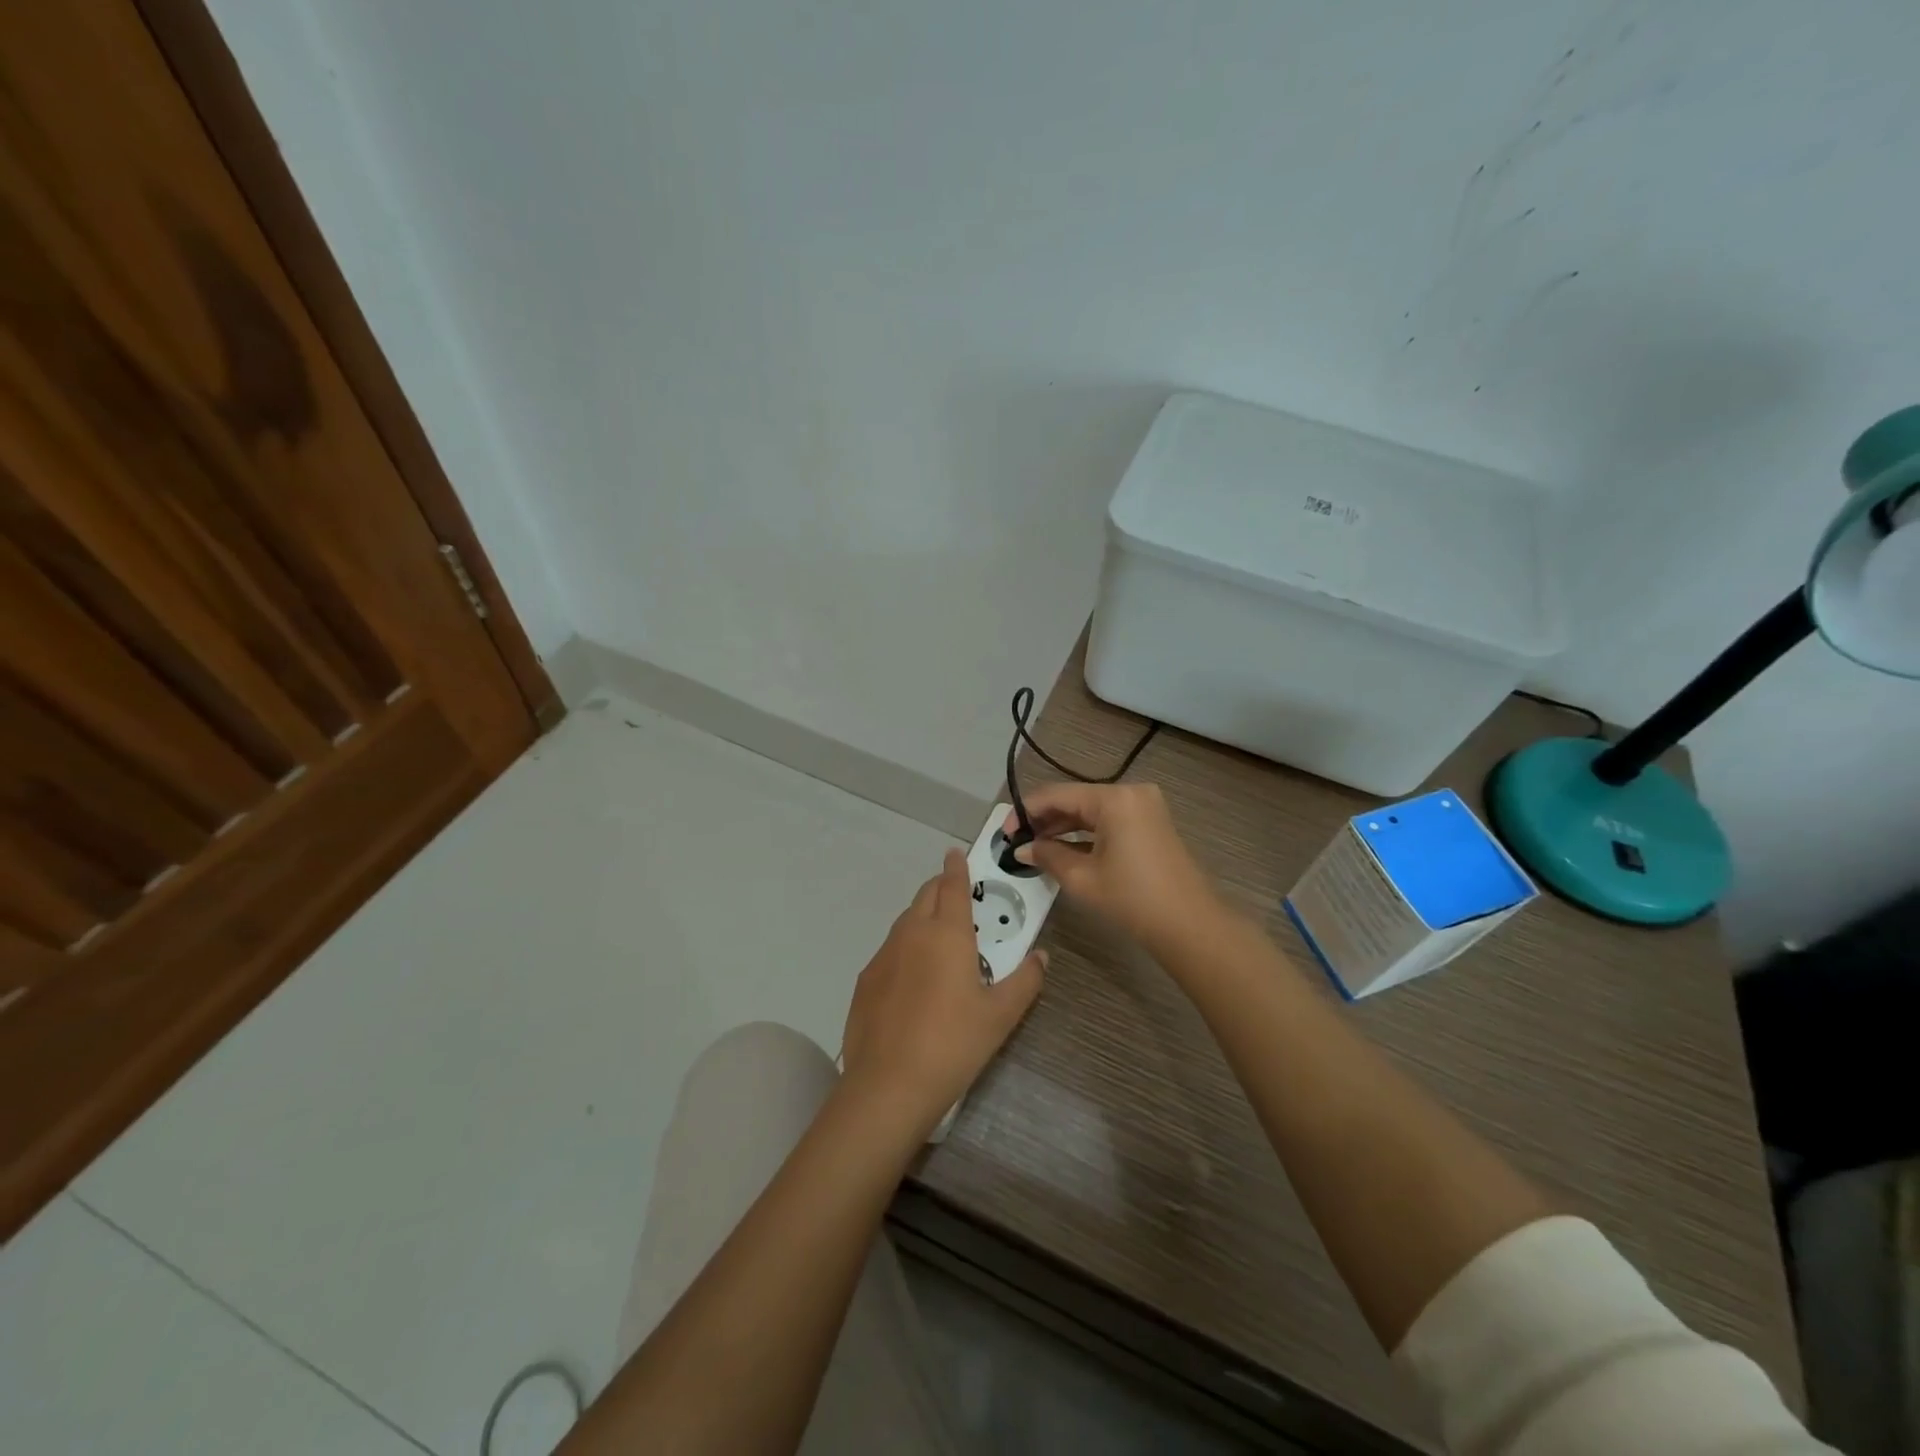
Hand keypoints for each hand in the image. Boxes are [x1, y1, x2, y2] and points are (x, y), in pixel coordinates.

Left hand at [839, 849, 1044, 1134]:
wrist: (888, 1085)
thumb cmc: (954, 1043)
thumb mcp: (1001, 1015)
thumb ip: (1025, 980)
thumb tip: (1041, 957)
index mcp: (947, 933)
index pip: (952, 885)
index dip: (956, 867)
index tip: (957, 853)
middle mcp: (912, 933)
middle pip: (925, 896)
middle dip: (941, 888)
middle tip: (958, 898)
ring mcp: (884, 955)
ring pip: (905, 921)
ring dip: (923, 917)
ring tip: (940, 940)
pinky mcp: (866, 979)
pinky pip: (890, 950)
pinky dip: (905, 948)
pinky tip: (914, 979)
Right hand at [1005, 783, 1223, 954]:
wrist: (1190, 925)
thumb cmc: (1133, 899)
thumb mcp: (1082, 878)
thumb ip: (1047, 856)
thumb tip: (1022, 850)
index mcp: (1113, 798)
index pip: (1057, 795)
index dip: (1026, 811)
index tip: (1004, 833)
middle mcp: (1130, 792)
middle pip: (1075, 799)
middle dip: (1044, 819)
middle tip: (1017, 842)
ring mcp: (1144, 806)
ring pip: (1091, 810)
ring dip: (1063, 826)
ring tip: (1035, 847)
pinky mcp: (1151, 822)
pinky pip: (1109, 820)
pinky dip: (1086, 832)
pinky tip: (1064, 848)